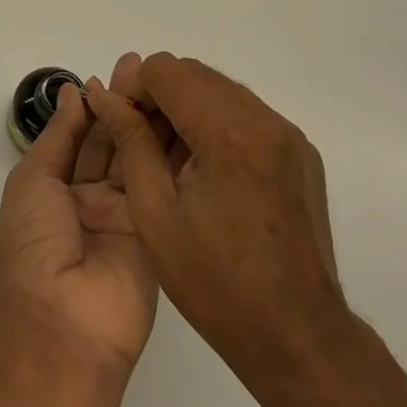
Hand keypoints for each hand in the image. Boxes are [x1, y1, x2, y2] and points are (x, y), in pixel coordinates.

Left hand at [0, 75, 158, 379]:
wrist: (63, 327)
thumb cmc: (33, 247)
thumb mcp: (34, 182)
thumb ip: (60, 136)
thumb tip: (73, 92)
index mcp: (58, 187)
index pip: (84, 134)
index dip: (100, 101)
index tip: (123, 69)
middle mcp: (93, 198)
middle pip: (116, 141)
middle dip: (130, 103)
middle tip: (152, 66)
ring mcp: (128, 215)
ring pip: (142, 157)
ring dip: (154, 121)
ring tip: (171, 82)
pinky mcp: (159, 231)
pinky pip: (164, 185)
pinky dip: (174, 154)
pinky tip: (188, 120)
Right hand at [85, 53, 348, 380]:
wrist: (298, 337)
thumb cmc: (216, 284)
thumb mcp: (155, 213)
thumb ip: (131, 142)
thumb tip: (105, 95)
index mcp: (228, 132)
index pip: (166, 70)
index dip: (135, 91)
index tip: (124, 128)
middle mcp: (264, 119)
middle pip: (194, 73)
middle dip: (160, 97)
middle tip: (142, 144)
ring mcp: (288, 134)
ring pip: (221, 90)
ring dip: (188, 109)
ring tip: (172, 161)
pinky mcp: (300, 153)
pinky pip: (248, 115)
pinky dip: (218, 125)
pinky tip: (207, 173)